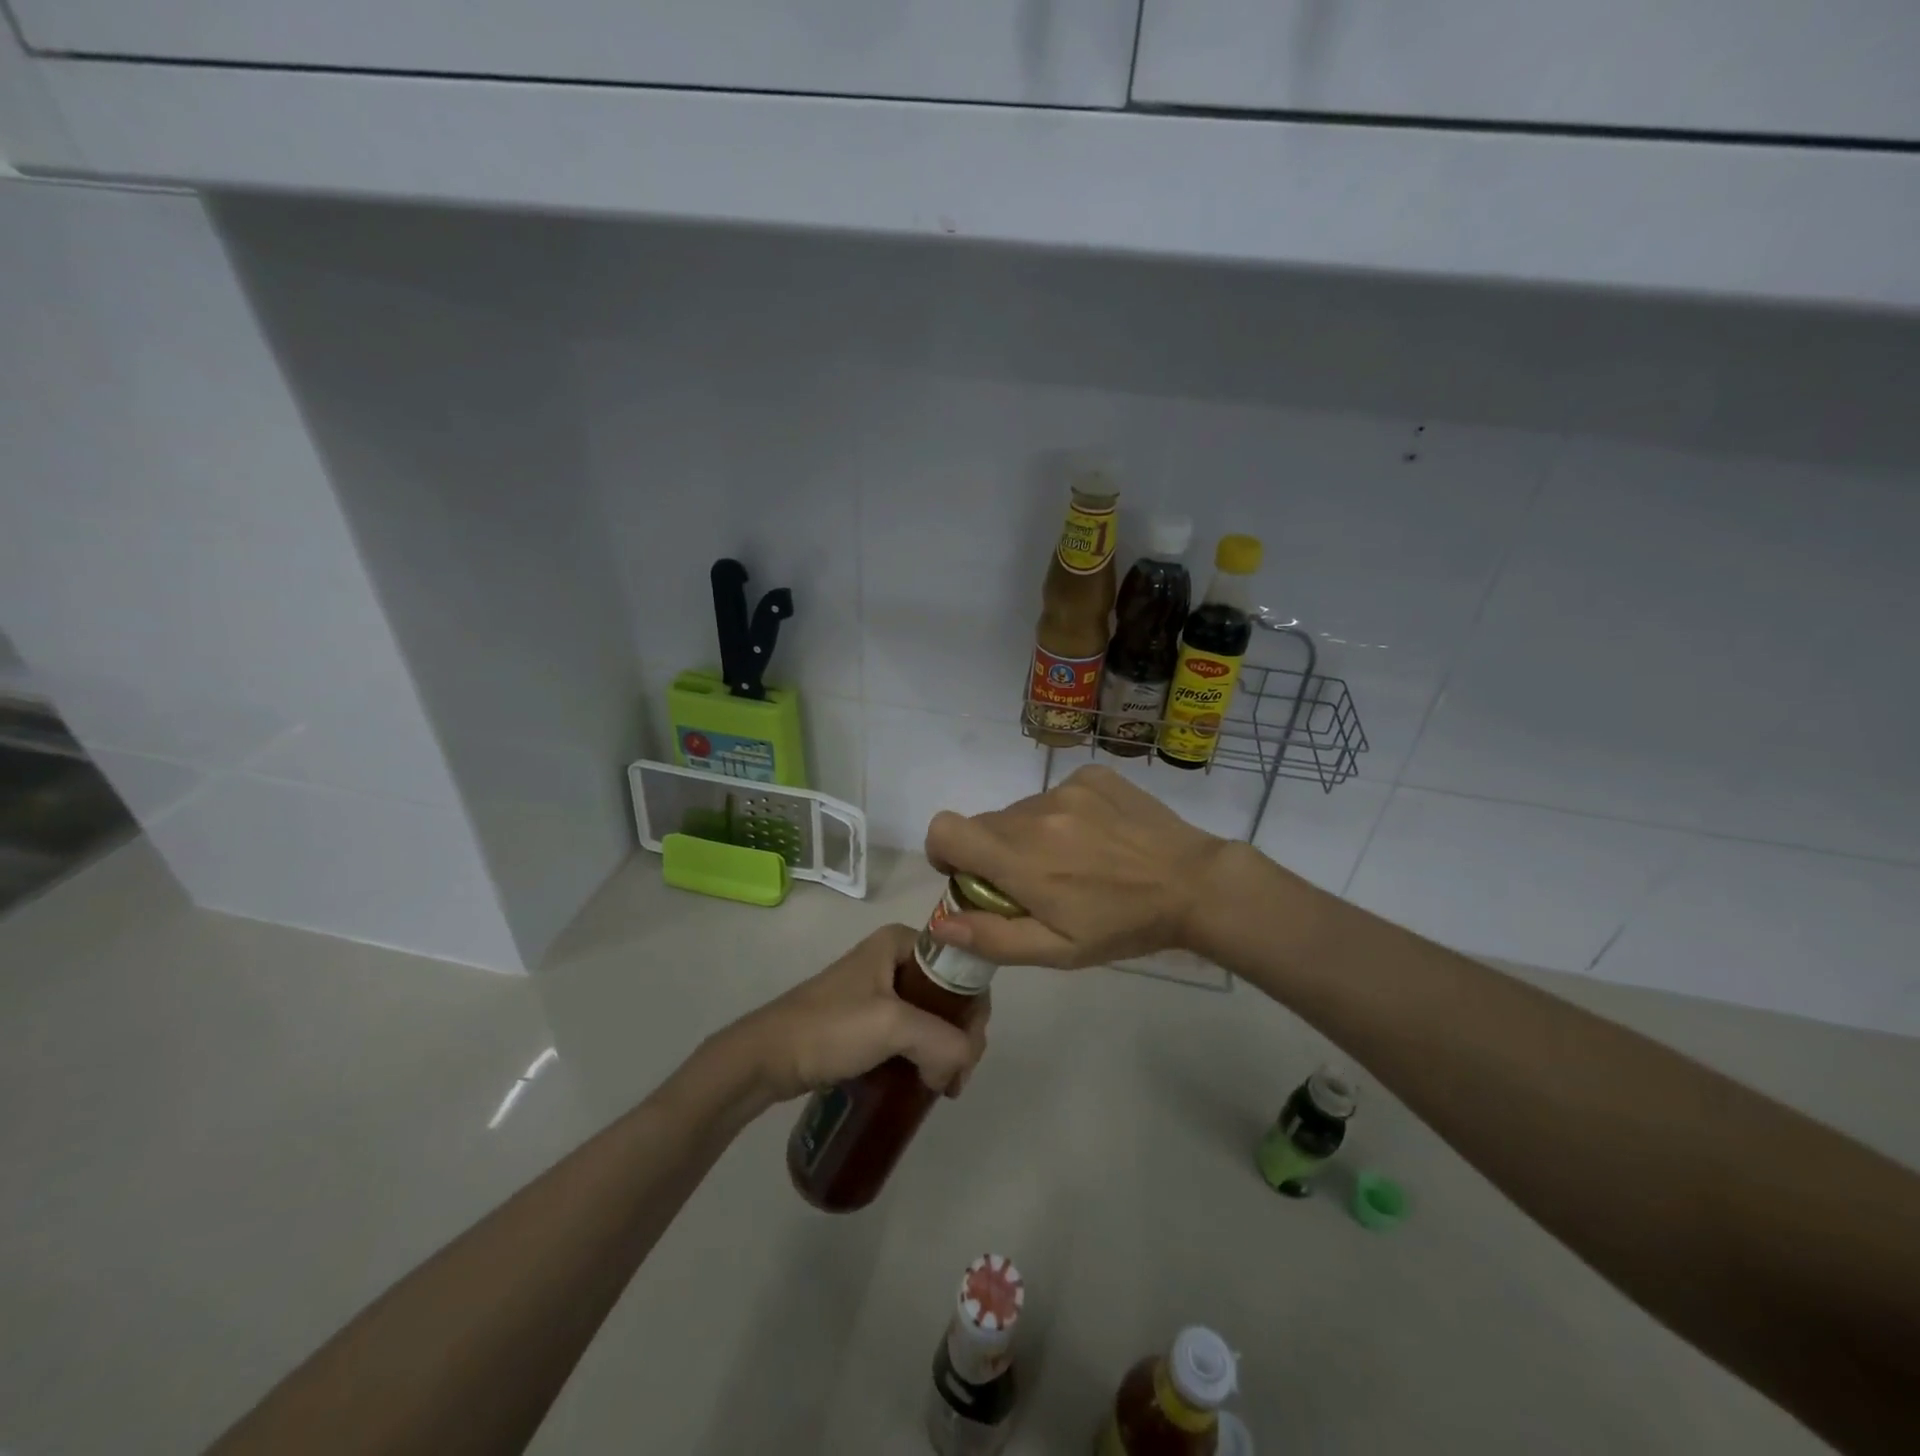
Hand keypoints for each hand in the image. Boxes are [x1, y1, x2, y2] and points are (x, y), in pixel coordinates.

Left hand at [727, 925, 989, 1104]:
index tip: (969, 1051)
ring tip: (942, 1086)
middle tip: (955, 1078)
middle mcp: (894, 957)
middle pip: (949, 994)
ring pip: (932, 1017)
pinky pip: (911, 1033)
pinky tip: (925, 1082)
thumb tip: (960, 1067)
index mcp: (901, 941)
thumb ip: (943, 1041)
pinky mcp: (868, 1018)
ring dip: (944, 1050)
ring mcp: (879, 988)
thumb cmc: (830, 1028)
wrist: (767, 1057)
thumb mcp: (893, 1026)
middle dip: (961, 1035)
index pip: (960, 967)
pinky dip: (924, 1055)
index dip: (974, 1009)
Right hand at [924, 765, 1234, 967]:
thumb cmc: (1124, 925)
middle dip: (994, 853)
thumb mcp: (1059, 951)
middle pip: (984, 824)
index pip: (945, 830)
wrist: (1194, 883)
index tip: (968, 875)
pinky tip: (1097, 837)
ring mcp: (1066, 788)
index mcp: (1020, 858)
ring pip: (1020, 811)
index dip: (944, 852)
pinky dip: (1062, 815)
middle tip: (1035, 881)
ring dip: (1031, 835)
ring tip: (1076, 860)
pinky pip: (1055, 794)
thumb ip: (994, 937)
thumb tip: (943, 923)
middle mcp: (1034, 813)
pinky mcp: (1092, 775)